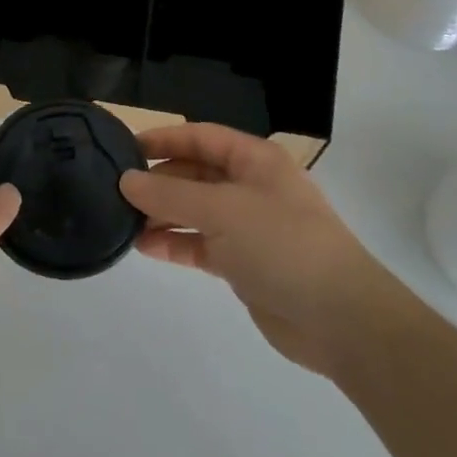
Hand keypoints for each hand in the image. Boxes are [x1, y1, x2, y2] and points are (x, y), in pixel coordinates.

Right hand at [120, 124, 381, 376]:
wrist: (340, 319)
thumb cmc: (282, 244)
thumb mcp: (221, 210)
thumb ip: (169, 194)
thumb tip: (126, 180)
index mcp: (255, 160)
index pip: (200, 136)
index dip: (163, 139)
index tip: (124, 149)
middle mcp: (251, 187)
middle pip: (195, 172)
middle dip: (158, 180)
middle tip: (117, 191)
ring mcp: (248, 226)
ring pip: (195, 210)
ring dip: (162, 214)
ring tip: (124, 221)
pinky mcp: (244, 263)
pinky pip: (200, 244)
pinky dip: (175, 243)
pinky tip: (144, 247)